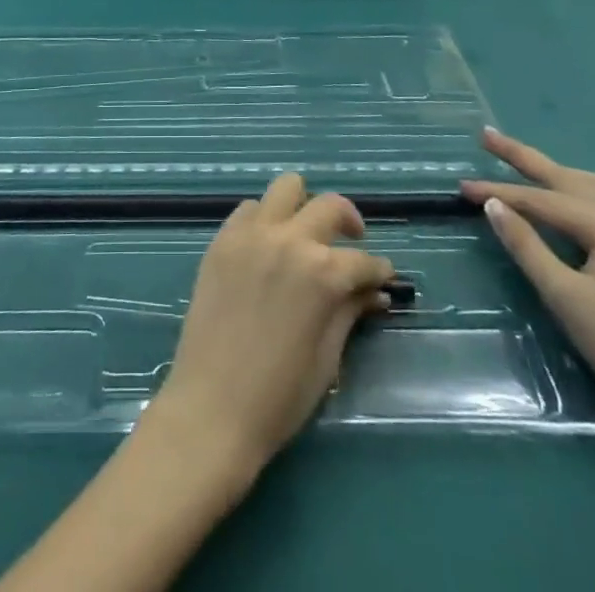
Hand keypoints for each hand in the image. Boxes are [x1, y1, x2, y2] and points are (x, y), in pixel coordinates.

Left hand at [151, 174, 395, 486]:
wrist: (211, 407)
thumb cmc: (279, 396)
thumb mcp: (327, 356)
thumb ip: (349, 311)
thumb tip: (374, 292)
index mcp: (322, 273)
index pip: (363, 260)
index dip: (378, 271)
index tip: (383, 278)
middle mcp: (289, 240)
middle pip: (330, 206)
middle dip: (349, 223)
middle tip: (350, 244)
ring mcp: (251, 234)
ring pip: (286, 187)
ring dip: (303, 207)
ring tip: (305, 235)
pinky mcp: (222, 239)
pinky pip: (249, 209)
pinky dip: (265, 219)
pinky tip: (267, 246)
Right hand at [463, 130, 594, 430]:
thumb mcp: (565, 297)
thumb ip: (527, 246)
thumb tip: (492, 205)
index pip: (543, 200)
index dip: (499, 192)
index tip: (461, 188)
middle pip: (567, 178)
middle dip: (524, 158)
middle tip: (487, 137)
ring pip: (590, 187)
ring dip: (554, 172)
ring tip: (523, 163)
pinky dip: (575, 191)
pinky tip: (565, 199)